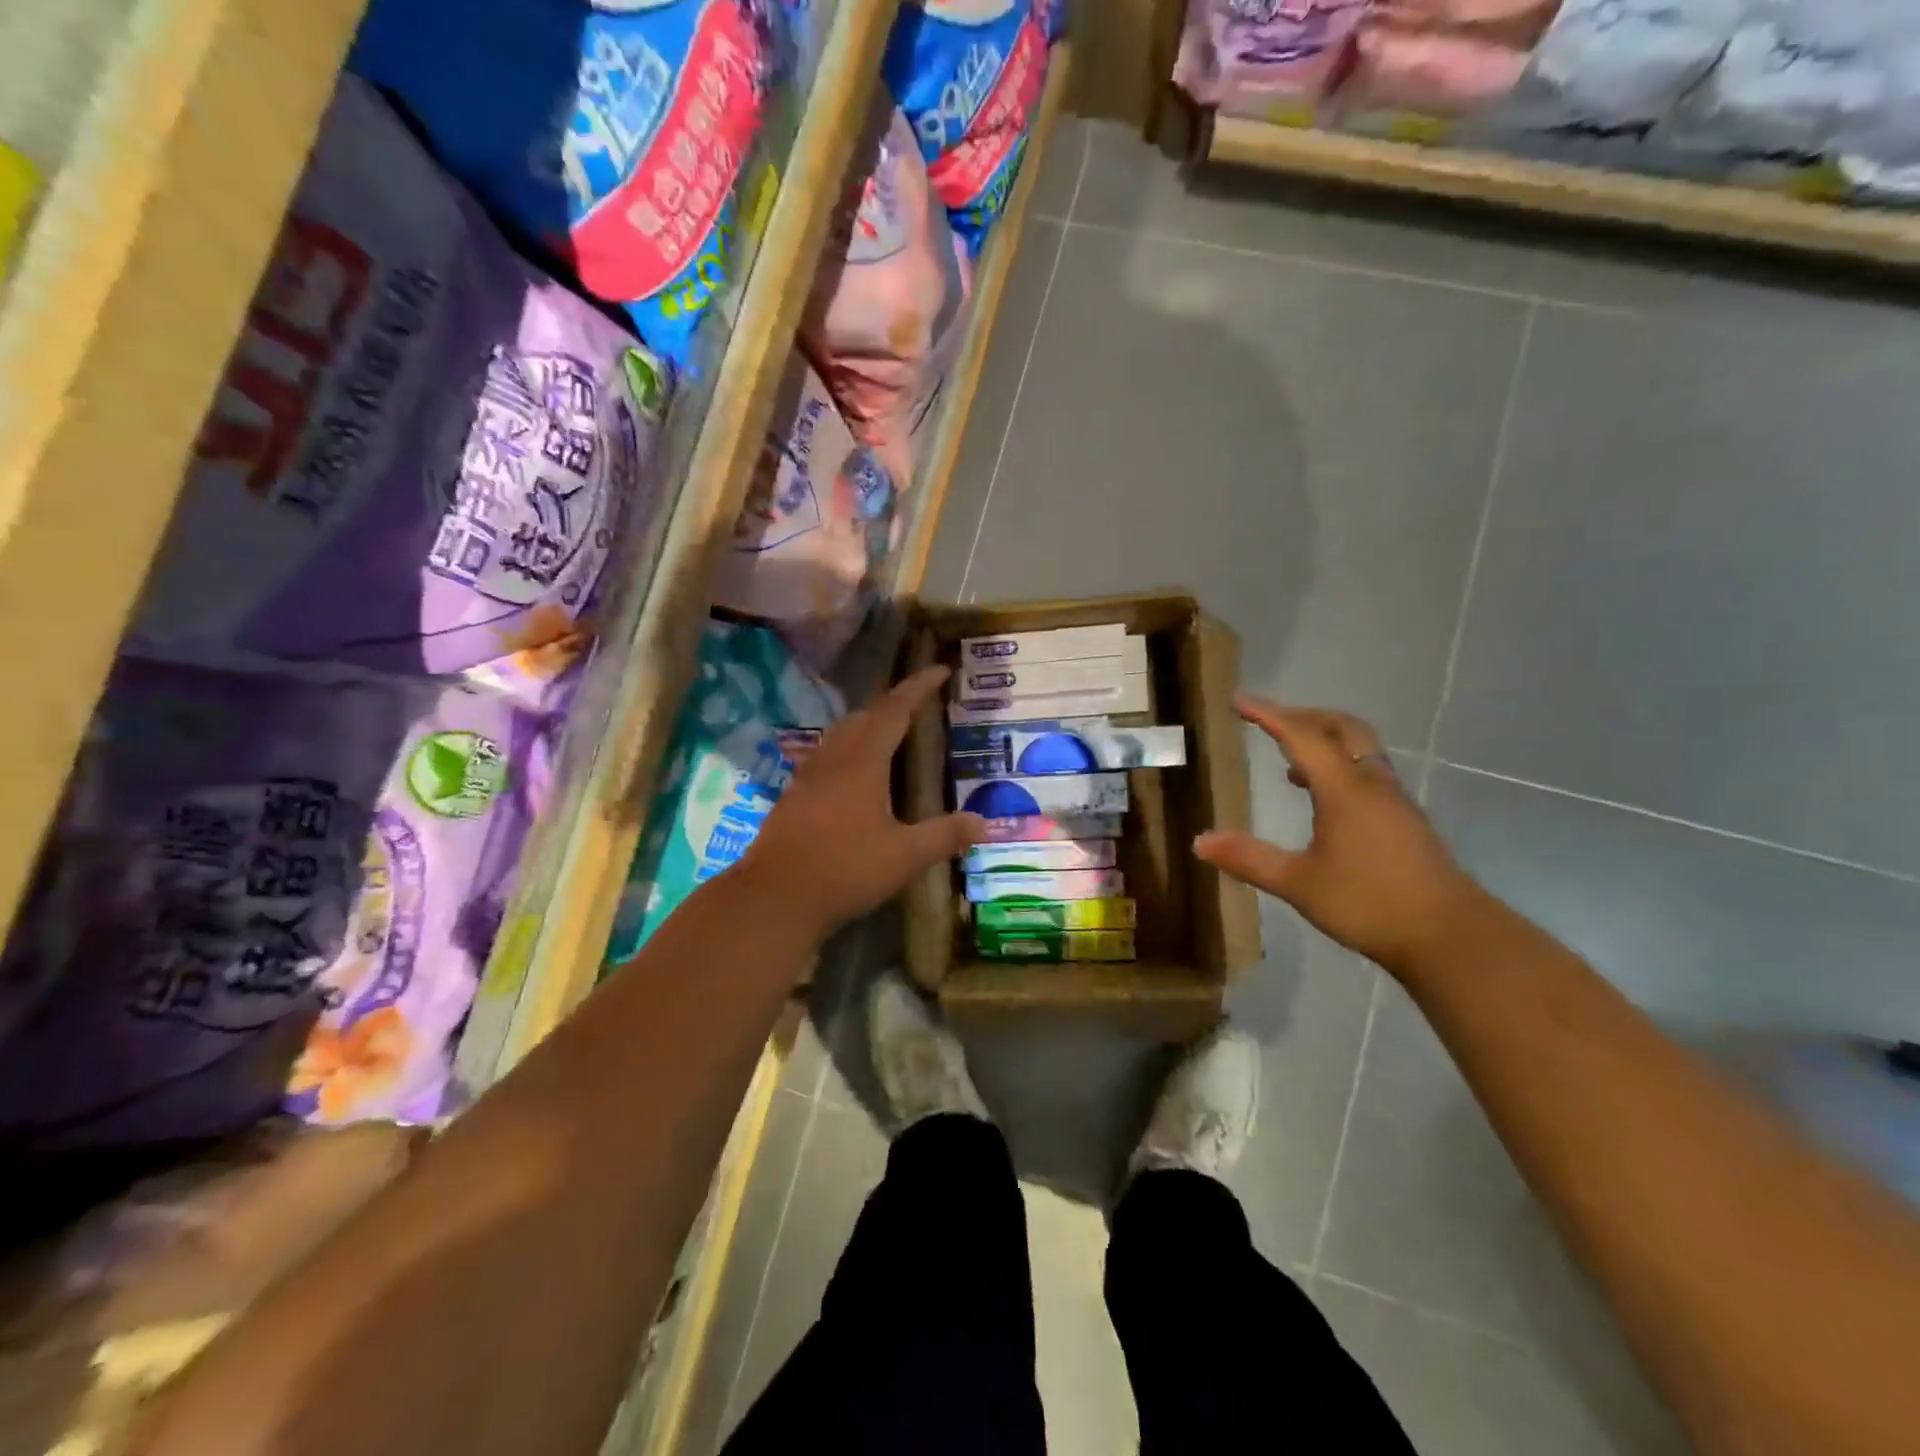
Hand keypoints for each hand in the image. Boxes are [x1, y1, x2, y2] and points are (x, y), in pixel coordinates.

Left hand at [737, 666, 986, 939]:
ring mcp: (808, 778)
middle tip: (918, 704)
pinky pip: (826, 757)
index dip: (918, 687)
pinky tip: (852, 775)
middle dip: (893, 704)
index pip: (894, 711)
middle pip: (864, 717)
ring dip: (867, 725)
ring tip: (889, 733)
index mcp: (862, 762)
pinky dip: (848, 751)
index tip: (940, 670)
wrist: (774, 897)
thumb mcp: (905, 856)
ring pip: (840, 736)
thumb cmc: (845, 870)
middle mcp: (833, 760)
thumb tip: (984, 823)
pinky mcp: (793, 798)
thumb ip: (945, 835)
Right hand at [1193, 697, 1480, 970]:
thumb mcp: (1299, 884)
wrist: (1451, 936)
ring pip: (1359, 747)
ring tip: (1289, 756)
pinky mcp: (1405, 818)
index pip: (1301, 735)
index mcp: (1344, 789)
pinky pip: (1367, 769)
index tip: (1239, 700)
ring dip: (1323, 738)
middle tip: (1268, 719)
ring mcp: (1393, 799)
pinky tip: (1322, 796)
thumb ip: (1249, 859)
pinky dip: (1339, 763)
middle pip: (1340, 727)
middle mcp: (1371, 783)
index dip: (1268, 714)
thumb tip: (1200, 842)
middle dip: (1302, 715)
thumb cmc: (1370, 904)